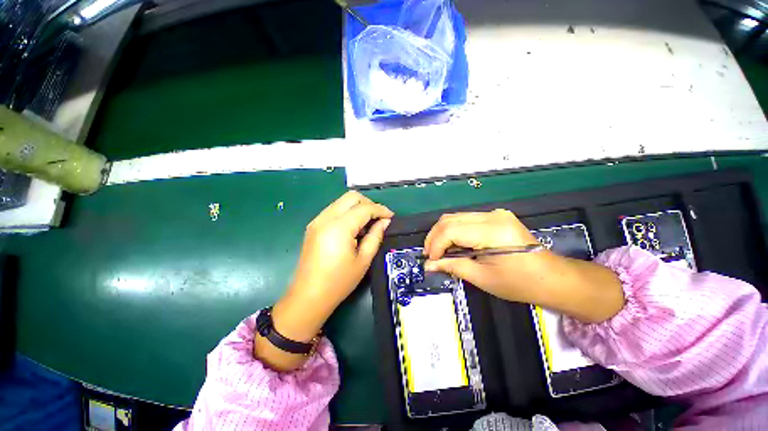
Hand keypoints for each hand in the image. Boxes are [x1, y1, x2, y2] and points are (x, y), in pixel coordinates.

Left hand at [288, 190, 393, 312]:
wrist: (309, 296)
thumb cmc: (339, 282)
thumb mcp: (363, 260)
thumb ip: (376, 236)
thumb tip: (385, 221)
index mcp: (339, 227)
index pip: (364, 208)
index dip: (380, 210)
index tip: (391, 217)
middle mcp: (326, 218)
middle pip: (351, 197)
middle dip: (369, 203)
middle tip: (378, 218)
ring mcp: (317, 221)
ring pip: (342, 201)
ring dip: (358, 208)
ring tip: (366, 225)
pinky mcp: (313, 226)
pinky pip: (334, 210)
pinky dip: (347, 213)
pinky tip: (353, 229)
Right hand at [423, 209, 548, 303]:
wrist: (552, 277)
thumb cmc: (520, 283)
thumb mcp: (482, 278)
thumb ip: (452, 266)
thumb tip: (428, 265)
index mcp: (493, 231)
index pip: (451, 230)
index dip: (435, 245)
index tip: (430, 260)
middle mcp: (492, 216)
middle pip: (450, 219)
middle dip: (434, 237)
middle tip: (429, 255)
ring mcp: (494, 214)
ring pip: (455, 217)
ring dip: (441, 233)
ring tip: (437, 251)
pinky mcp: (495, 216)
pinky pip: (464, 220)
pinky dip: (453, 231)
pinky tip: (451, 244)